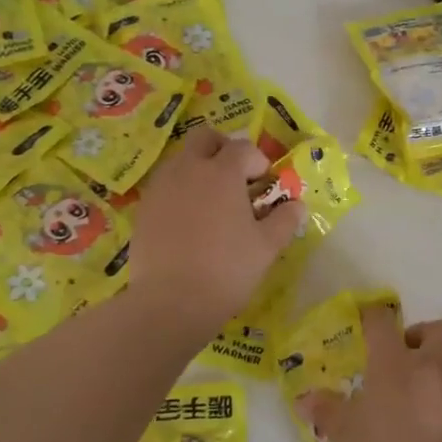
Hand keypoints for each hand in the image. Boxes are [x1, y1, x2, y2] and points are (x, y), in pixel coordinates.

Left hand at [131, 128, 304, 335]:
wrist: (171, 302)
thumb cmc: (227, 269)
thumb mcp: (267, 247)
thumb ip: (284, 220)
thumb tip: (296, 205)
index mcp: (222, 172)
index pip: (243, 148)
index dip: (258, 162)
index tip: (264, 186)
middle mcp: (188, 169)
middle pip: (205, 138)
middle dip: (223, 150)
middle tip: (236, 180)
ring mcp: (161, 187)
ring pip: (181, 160)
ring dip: (199, 169)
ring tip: (212, 204)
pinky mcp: (144, 209)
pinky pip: (165, 186)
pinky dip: (180, 192)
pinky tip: (189, 223)